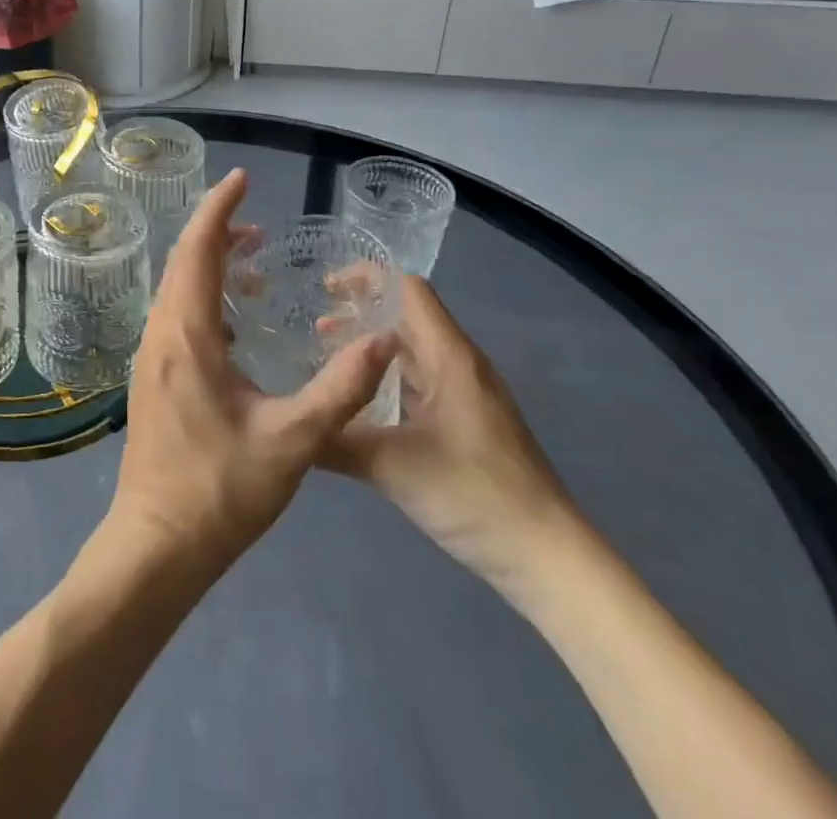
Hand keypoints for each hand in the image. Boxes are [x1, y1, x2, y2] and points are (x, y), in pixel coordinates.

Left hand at [100, 170, 397, 585]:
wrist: (158, 544)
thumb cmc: (221, 490)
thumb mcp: (293, 441)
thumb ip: (340, 388)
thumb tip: (383, 340)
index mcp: (187, 334)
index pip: (199, 249)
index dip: (220, 209)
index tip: (242, 180)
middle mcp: (161, 333)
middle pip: (183, 261)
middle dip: (217, 232)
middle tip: (258, 225)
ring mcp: (151, 355)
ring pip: (177, 289)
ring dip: (210, 266)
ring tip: (254, 266)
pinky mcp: (153, 376)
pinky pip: (177, 315)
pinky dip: (204, 298)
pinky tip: (237, 324)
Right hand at [321, 274, 582, 596]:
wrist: (547, 558)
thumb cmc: (474, 495)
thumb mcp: (392, 466)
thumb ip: (335, 439)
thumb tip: (288, 423)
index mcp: (449, 357)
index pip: (408, 289)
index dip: (367, 278)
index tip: (324, 287)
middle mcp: (459, 364)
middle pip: (408, 315)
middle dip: (361, 311)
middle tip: (313, 323)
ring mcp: (466, 393)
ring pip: (413, 350)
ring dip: (372, 346)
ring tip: (326, 356)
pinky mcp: (467, 421)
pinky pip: (420, 380)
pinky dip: (386, 377)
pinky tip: (360, 401)